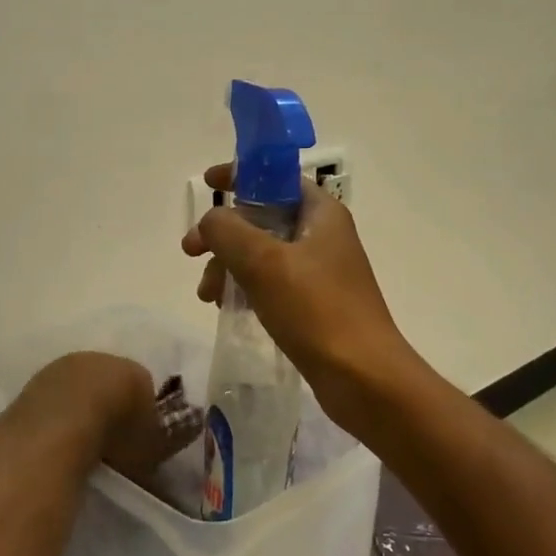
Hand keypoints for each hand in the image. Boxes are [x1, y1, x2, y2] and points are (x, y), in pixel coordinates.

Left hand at [18, 352, 202, 482]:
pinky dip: (56, 416)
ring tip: (81, 443)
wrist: (62, 424)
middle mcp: (96, 359)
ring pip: (76, 388)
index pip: (142, 385)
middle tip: (110, 439)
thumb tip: (188, 435)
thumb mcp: (153, 444)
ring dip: (79, 409)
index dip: (141, 411)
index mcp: (131, 369)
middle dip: (109, 405)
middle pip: (106, 382)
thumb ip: (170, 439)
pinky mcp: (32, 385)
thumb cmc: (116, 433)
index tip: (138, 436)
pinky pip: (51, 400)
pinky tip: (56, 440)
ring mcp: (60, 368)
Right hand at [182, 165, 419, 439]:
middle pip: (263, 217)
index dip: (241, 175)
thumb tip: (211, 221)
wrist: (364, 380)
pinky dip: (245, 287)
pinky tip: (226, 307)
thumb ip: (227, 230)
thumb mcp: (263, 262)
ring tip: (207, 295)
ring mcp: (320, 271)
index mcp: (321, 214)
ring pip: (261, 253)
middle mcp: (323, 236)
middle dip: (223, 233)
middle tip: (191, 252)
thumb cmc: (316, 311)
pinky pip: (270, 282)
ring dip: (228, 265)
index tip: (208, 183)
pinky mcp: (314, 303)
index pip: (277, 177)